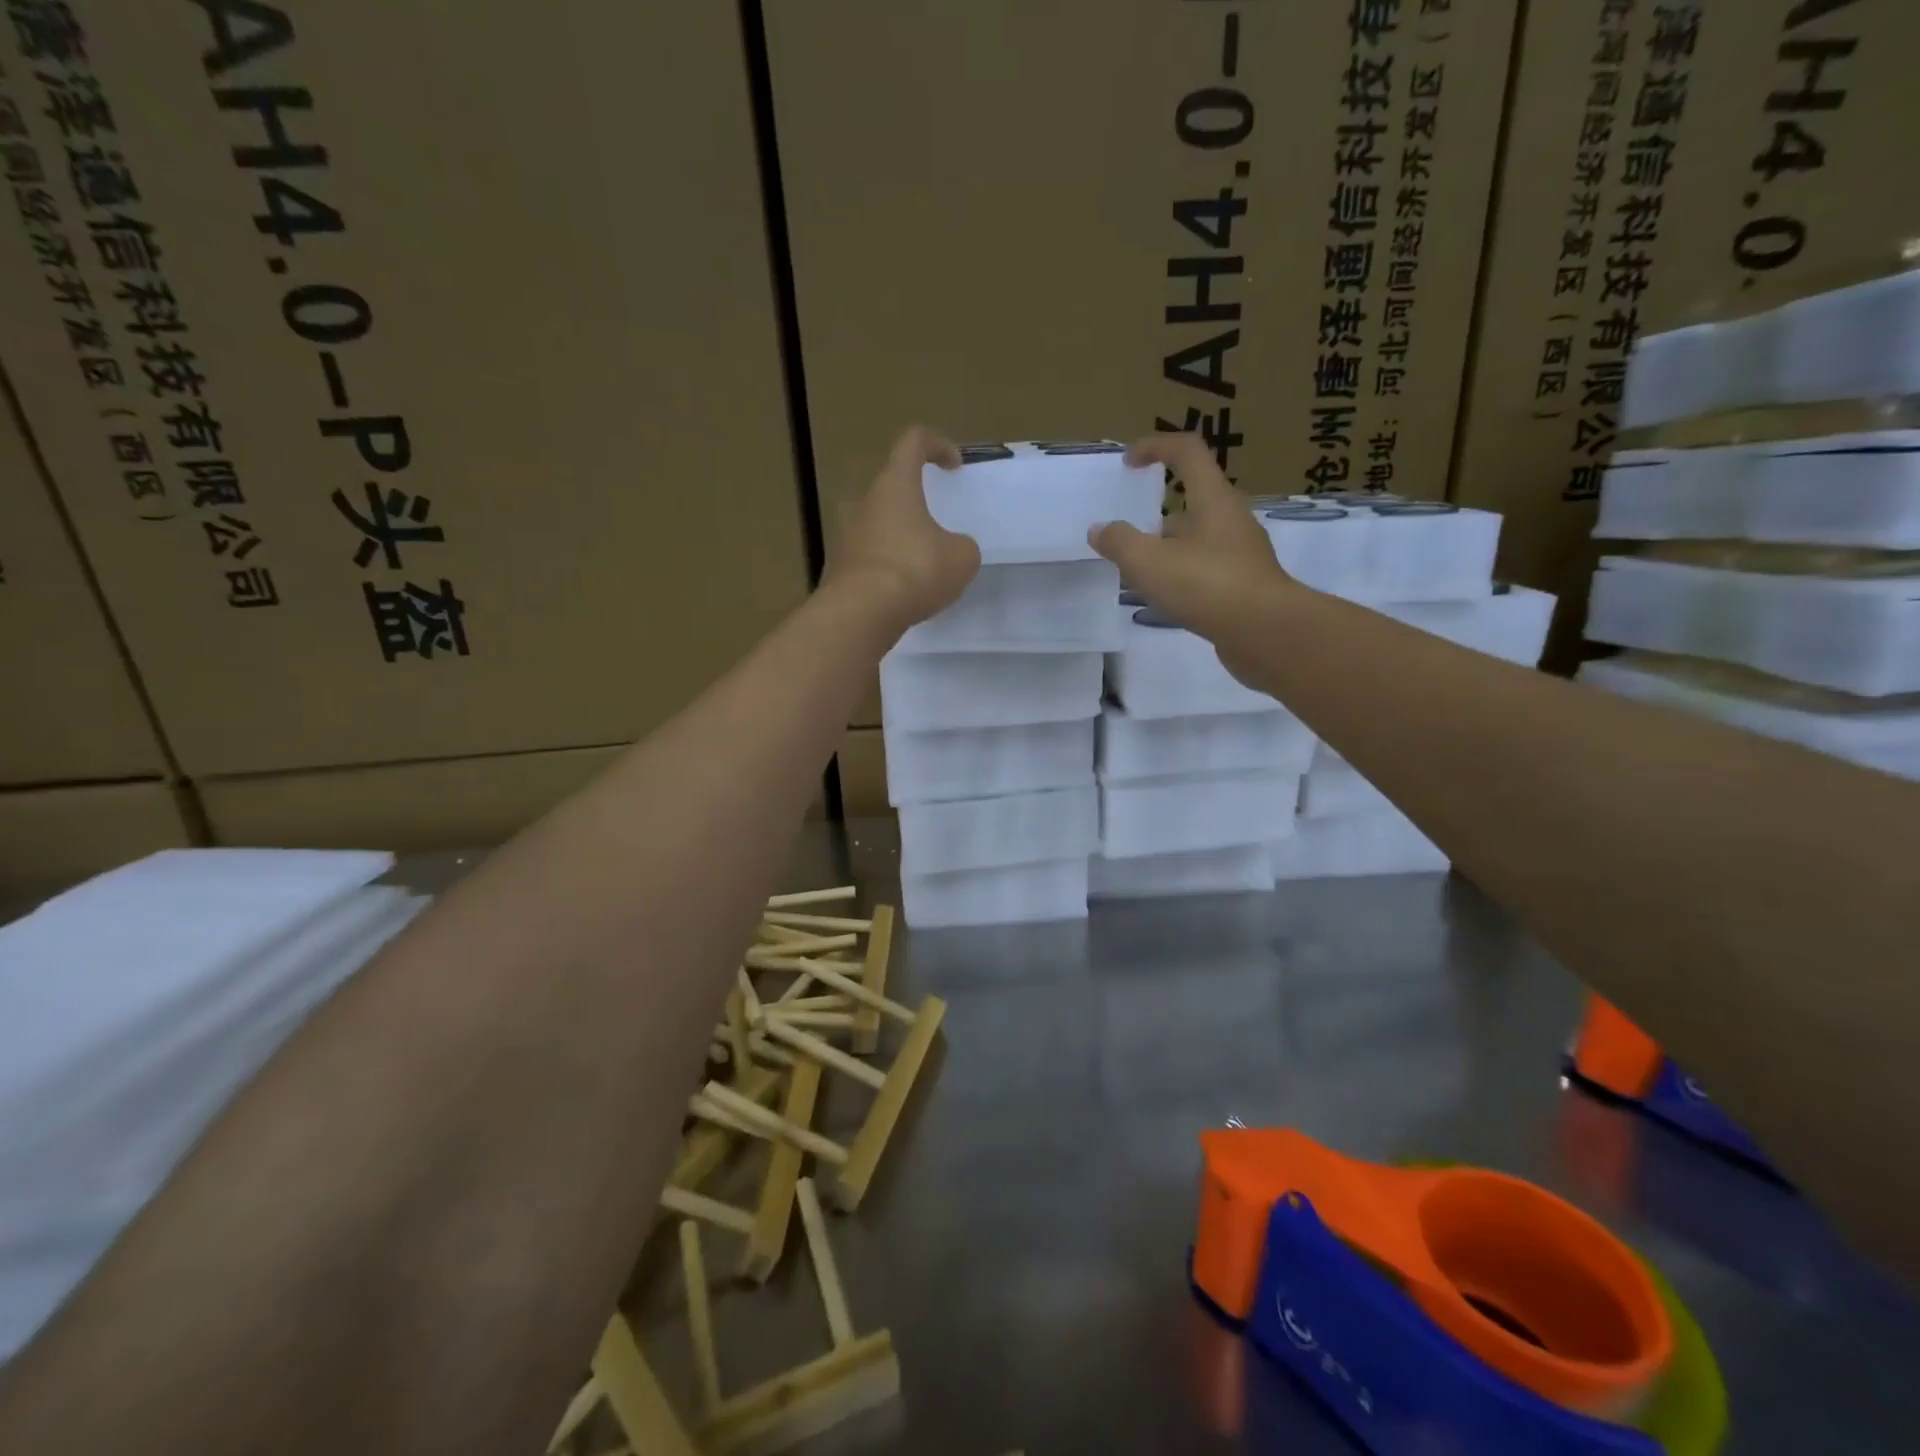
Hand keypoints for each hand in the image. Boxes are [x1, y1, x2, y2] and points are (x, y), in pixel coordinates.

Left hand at [827, 425, 981, 633]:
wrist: (861, 614)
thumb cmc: (915, 570)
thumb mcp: (961, 557)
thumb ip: (961, 546)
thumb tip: (951, 549)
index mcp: (894, 486)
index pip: (913, 443)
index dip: (937, 445)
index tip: (954, 465)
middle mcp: (863, 503)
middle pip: (890, 489)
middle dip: (914, 503)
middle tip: (936, 529)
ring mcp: (844, 536)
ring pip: (876, 526)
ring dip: (898, 538)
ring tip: (921, 566)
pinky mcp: (837, 569)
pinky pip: (867, 559)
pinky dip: (885, 568)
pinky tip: (902, 592)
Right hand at [1089, 434, 1292, 642]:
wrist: (1267, 633)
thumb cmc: (1208, 585)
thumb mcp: (1149, 562)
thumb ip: (1120, 542)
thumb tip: (1100, 529)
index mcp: (1213, 499)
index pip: (1187, 452)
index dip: (1156, 447)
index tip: (1128, 462)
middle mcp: (1231, 519)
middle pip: (1192, 499)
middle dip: (1157, 511)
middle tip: (1128, 533)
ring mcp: (1241, 552)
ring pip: (1198, 537)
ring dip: (1168, 547)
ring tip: (1138, 572)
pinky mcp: (1244, 583)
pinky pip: (1206, 567)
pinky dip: (1182, 573)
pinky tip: (1165, 597)